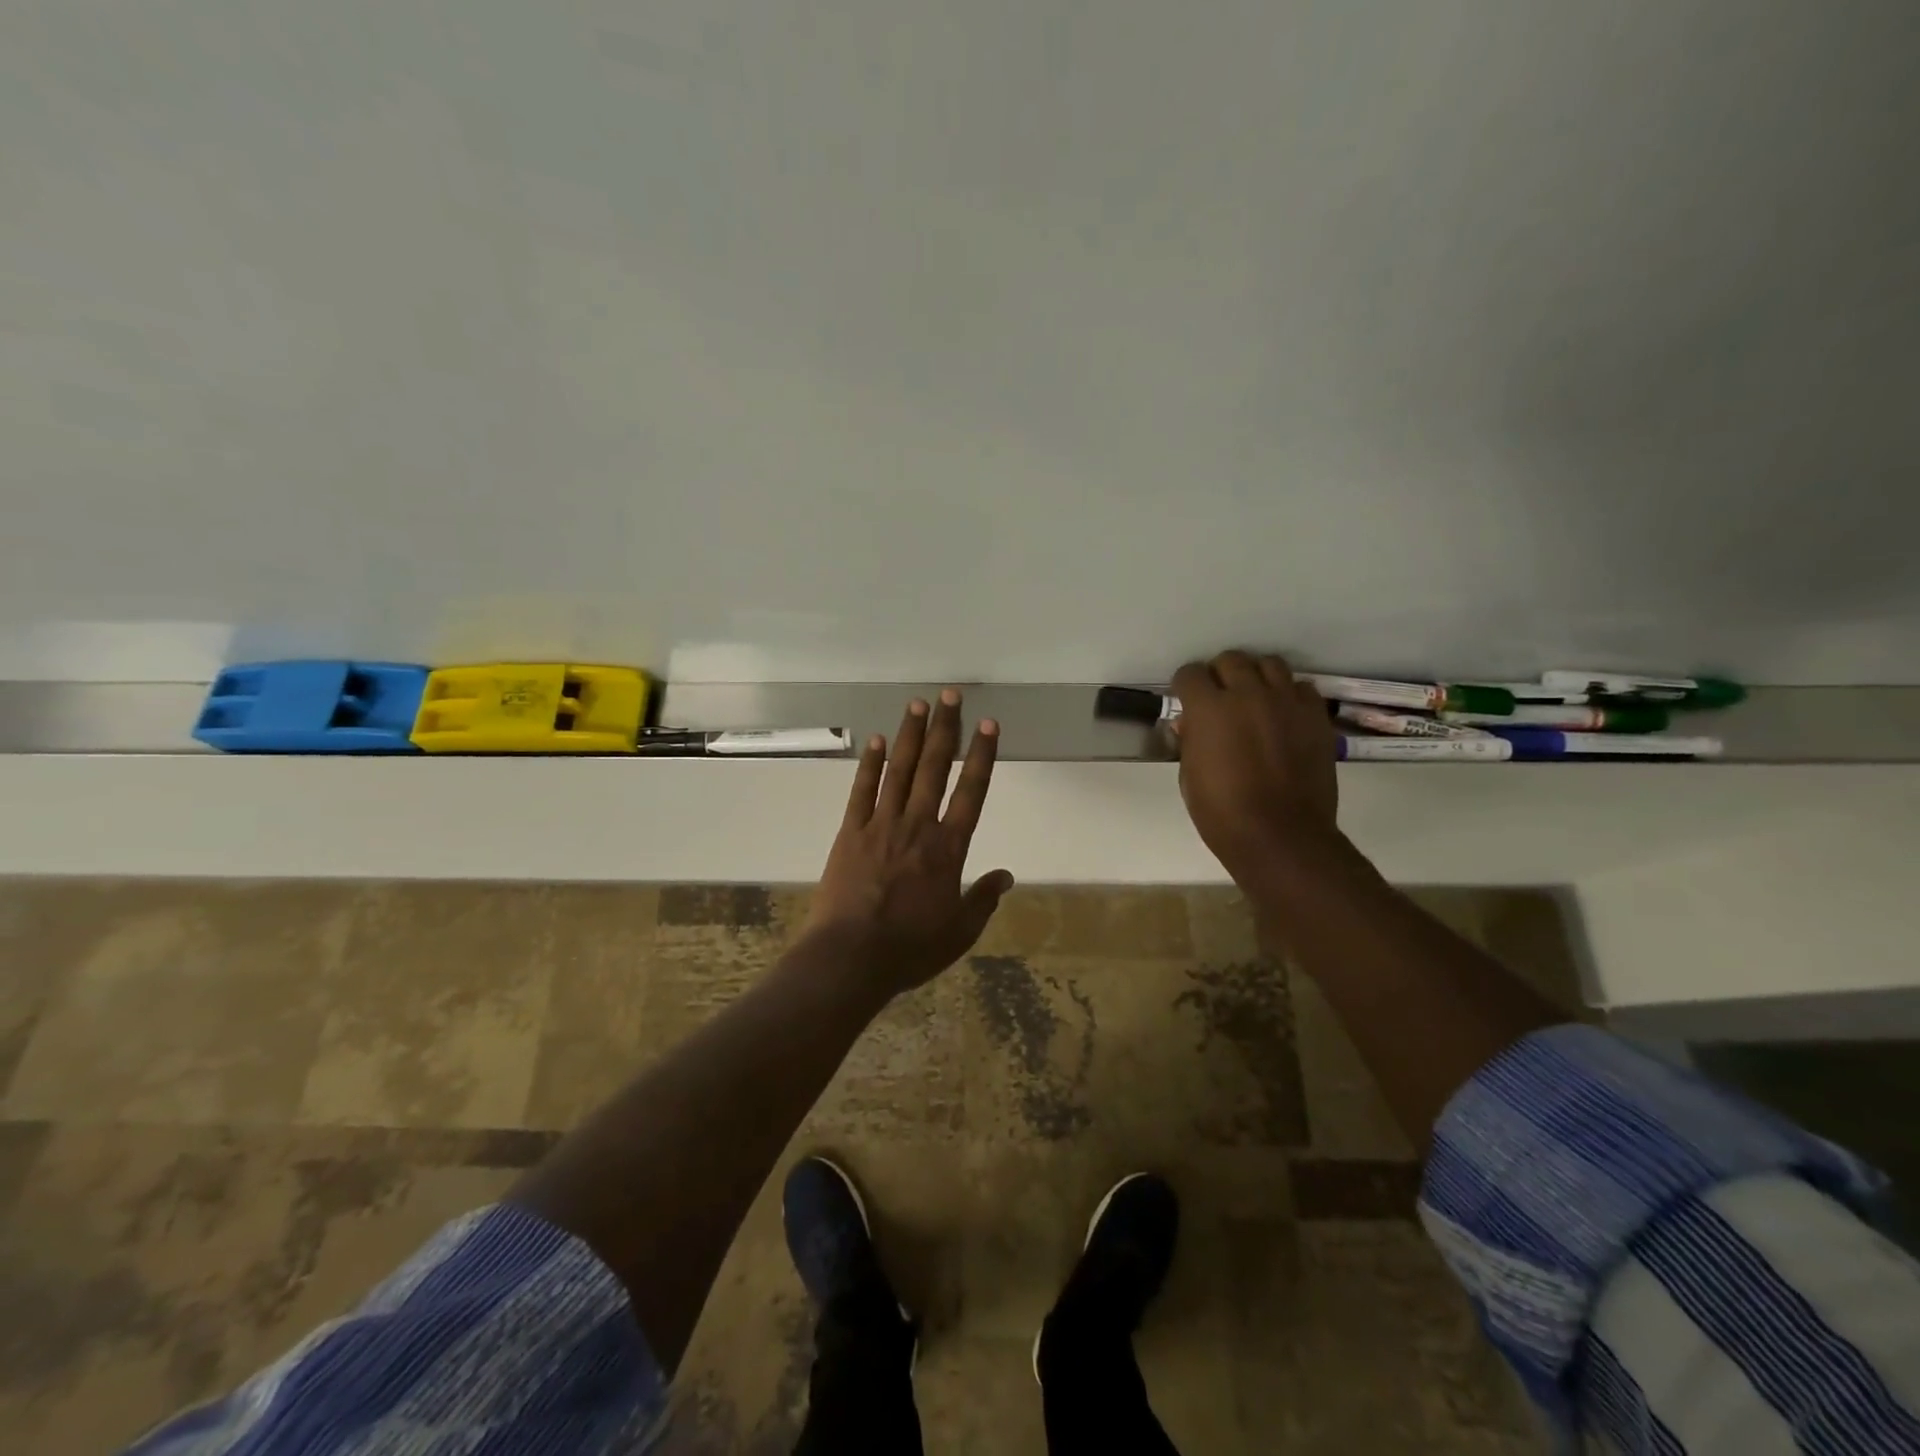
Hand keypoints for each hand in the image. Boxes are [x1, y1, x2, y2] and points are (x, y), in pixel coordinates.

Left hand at [808, 689, 1013, 996]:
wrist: (850, 957)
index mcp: (949, 848)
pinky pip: (862, 790)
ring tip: (919, 703)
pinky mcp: (851, 832)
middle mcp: (917, 826)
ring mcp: (881, 825)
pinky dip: (870, 764)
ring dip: (911, 735)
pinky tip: (877, 740)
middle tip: (951, 694)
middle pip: (935, 768)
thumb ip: (984, 899)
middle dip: (945, 729)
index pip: (972, 792)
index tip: (988, 724)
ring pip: (900, 770)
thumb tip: (1007, 876)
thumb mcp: (959, 931)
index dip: (982, 756)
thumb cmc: (910, 949)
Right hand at [1172, 651, 1338, 884]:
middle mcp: (1247, 693)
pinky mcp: (1315, 716)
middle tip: (1220, 699)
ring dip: (1256, 677)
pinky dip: (1289, 695)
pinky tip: (1284, 716)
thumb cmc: (1222, 813)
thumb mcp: (1189, 776)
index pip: (1190, 673)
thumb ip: (1191, 741)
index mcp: (1208, 708)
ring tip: (1255, 699)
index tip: (1188, 702)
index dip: (1186, 687)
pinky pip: (1301, 688)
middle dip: (1220, 675)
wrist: (1280, 835)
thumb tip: (1191, 724)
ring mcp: (1286, 702)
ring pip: (1269, 664)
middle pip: (1231, 659)